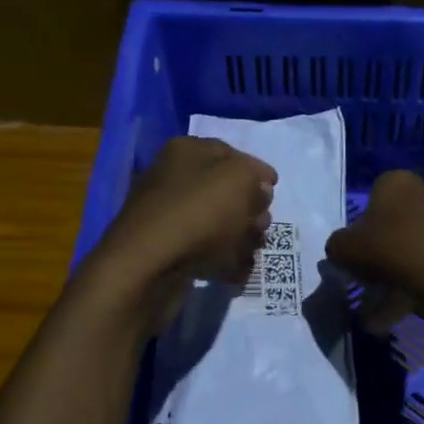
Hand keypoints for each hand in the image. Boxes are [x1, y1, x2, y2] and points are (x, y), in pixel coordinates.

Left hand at [85, 137, 276, 331]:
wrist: (148, 267)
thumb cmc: (198, 213)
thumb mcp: (239, 180)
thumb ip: (256, 178)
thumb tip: (259, 190)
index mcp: (187, 152)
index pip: (231, 153)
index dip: (256, 171)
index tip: (275, 189)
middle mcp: (174, 178)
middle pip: (225, 191)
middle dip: (250, 208)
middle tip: (262, 226)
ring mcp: (168, 216)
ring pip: (217, 223)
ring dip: (240, 237)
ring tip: (252, 251)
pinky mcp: (167, 250)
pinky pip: (205, 251)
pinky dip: (223, 260)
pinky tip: (237, 271)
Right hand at [325, 169, 423, 328]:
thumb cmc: (392, 251)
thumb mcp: (344, 249)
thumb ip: (338, 245)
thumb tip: (343, 249)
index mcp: (399, 182)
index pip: (375, 195)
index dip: (364, 226)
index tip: (360, 251)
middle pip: (400, 222)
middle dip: (386, 251)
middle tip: (372, 280)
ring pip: (420, 246)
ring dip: (403, 273)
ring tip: (385, 309)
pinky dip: (423, 284)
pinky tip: (406, 311)